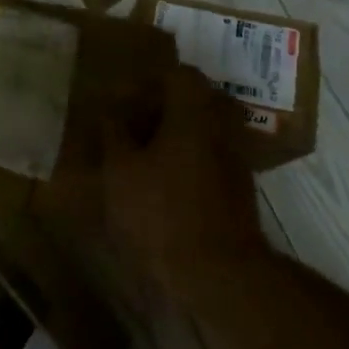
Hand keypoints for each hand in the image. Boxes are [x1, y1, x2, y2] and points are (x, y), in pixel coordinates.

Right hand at [102, 64, 265, 292]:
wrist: (218, 274)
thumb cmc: (162, 213)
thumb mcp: (121, 171)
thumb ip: (114, 134)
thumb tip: (110, 109)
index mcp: (195, 113)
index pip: (180, 74)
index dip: (150, 81)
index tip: (125, 99)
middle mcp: (222, 127)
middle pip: (196, 100)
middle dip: (163, 107)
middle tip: (132, 124)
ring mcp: (235, 158)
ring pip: (204, 129)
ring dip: (176, 134)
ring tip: (142, 155)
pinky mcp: (239, 188)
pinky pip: (211, 156)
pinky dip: (188, 158)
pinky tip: (163, 182)